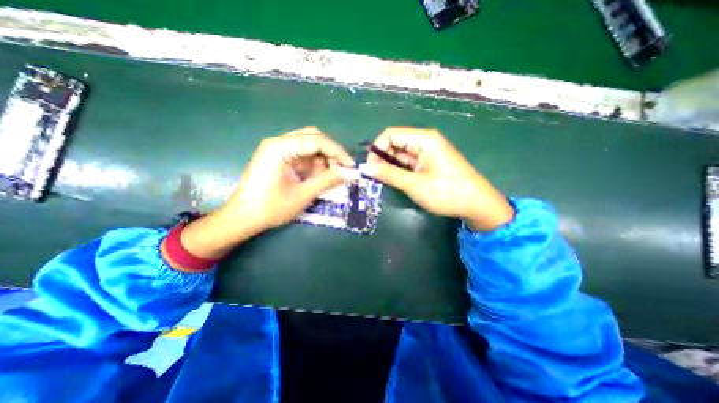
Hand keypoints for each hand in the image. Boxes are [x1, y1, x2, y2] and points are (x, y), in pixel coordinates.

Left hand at [175, 127, 353, 261]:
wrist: (242, 218)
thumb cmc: (271, 208)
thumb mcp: (303, 195)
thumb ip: (327, 181)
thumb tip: (350, 174)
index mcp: (281, 147)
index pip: (317, 140)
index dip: (338, 152)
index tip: (351, 166)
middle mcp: (279, 142)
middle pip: (313, 138)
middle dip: (331, 153)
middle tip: (342, 169)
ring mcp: (278, 150)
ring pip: (309, 145)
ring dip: (324, 158)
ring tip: (333, 175)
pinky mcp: (279, 158)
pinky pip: (302, 155)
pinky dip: (314, 164)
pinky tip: (320, 176)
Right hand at [357, 126, 510, 233]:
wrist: (477, 205)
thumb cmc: (446, 192)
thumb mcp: (414, 184)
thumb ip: (388, 174)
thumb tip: (363, 168)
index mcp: (423, 139)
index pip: (390, 134)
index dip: (376, 149)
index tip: (370, 168)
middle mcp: (425, 140)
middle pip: (395, 143)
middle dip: (382, 158)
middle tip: (375, 178)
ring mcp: (427, 151)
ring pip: (400, 153)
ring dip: (389, 165)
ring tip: (383, 181)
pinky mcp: (429, 162)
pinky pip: (408, 161)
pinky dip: (399, 170)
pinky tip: (394, 180)